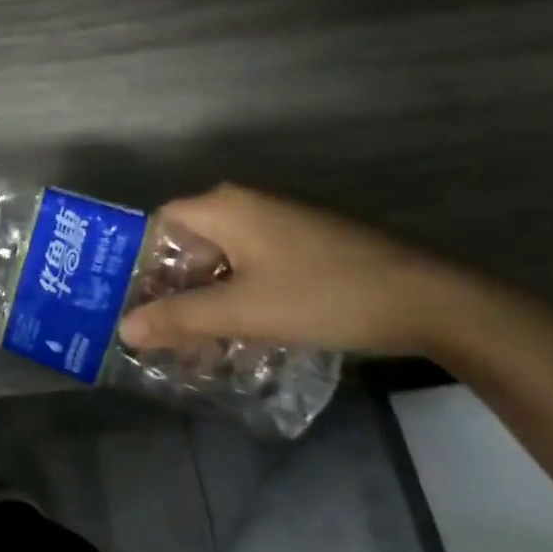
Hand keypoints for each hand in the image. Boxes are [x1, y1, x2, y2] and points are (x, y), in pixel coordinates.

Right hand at [116, 184, 490, 357]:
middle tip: (165, 336)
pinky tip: (244, 337)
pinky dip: (240, 296)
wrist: (429, 300)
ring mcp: (278, 222)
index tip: (138, 308)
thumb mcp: (244, 311)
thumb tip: (124, 328)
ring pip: (223, 259)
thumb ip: (181, 319)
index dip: (144, 267)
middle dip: (177, 292)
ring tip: (200, 348)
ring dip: (209, 300)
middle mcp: (245, 204)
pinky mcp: (304, 243)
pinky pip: (253, 265)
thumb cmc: (322, 295)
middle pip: (191, 245)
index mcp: (223, 206)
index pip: (160, 227)